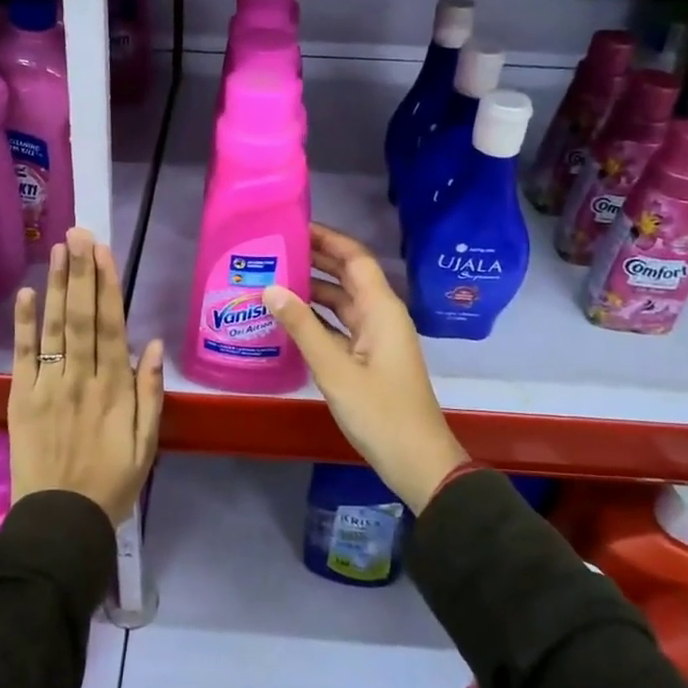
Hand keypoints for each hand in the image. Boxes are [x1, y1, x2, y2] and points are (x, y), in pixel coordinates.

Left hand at [9, 228, 163, 524]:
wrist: (60, 524)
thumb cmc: (111, 484)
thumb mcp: (146, 445)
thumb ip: (149, 394)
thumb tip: (151, 345)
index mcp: (114, 388)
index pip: (110, 326)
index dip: (107, 285)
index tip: (103, 252)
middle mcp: (81, 378)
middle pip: (81, 316)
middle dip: (81, 272)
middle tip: (79, 233)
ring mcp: (48, 386)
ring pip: (54, 328)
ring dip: (56, 286)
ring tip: (58, 249)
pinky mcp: (22, 399)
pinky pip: (23, 356)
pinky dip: (24, 324)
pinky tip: (25, 294)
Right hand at [263, 223, 468, 512]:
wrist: (417, 461)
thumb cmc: (380, 412)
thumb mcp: (335, 369)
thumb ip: (302, 327)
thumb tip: (270, 288)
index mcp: (381, 308)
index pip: (355, 258)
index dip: (328, 238)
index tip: (294, 226)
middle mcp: (380, 315)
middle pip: (348, 275)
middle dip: (316, 259)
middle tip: (275, 248)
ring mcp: (375, 337)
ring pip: (342, 301)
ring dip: (313, 288)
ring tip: (273, 278)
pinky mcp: (369, 357)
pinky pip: (340, 325)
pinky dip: (317, 317)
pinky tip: (289, 318)